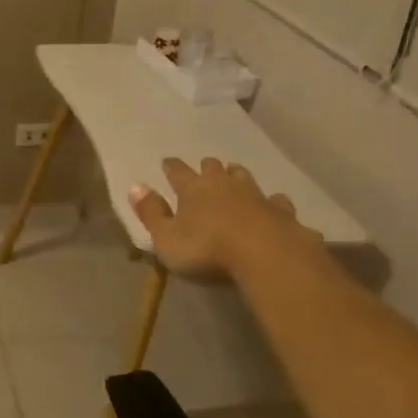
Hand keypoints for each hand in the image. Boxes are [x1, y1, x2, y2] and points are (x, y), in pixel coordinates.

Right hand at [129, 157, 322, 280]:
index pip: (178, 172)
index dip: (171, 167)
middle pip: (214, 168)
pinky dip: (272, 203)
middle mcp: (225, 185)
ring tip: (236, 177)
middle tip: (205, 167)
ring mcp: (257, 196)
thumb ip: (151, 213)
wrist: (267, 255)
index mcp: (194, 189)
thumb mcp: (167, 238)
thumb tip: (135, 186)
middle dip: (208, 167)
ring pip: (245, 178)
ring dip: (238, 176)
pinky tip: (275, 207)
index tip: (167, 162)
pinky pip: (277, 202)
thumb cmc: (208, 249)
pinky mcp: (283, 213)